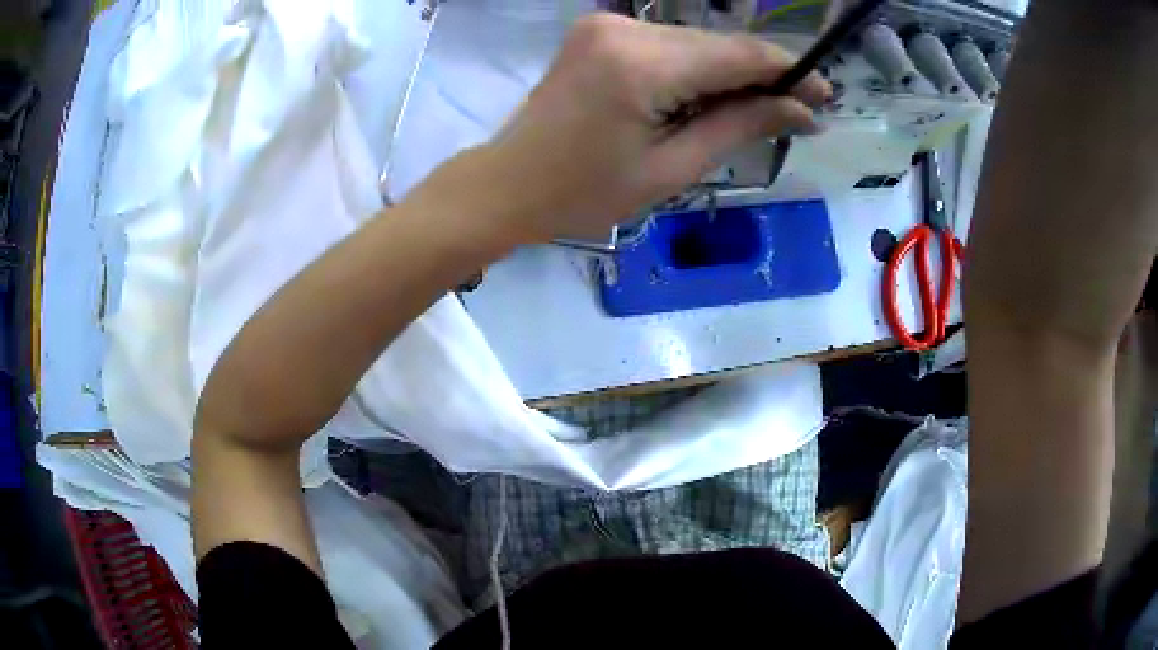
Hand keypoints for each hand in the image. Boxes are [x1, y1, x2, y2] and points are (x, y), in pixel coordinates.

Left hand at [446, 13, 830, 243]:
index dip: (790, 72)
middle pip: (719, 44)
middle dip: (761, 76)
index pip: (739, 54)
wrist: (509, 182)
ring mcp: (607, 24)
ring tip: (750, 112)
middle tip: (795, 112)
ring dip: (729, 73)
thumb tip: (803, 111)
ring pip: (697, 42)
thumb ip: (741, 127)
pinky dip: (695, 68)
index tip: (824, 95)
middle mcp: (625, 29)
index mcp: (641, 65)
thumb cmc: (585, 192)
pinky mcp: (599, 30)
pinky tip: (705, 98)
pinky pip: (668, 44)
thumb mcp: (672, 168)